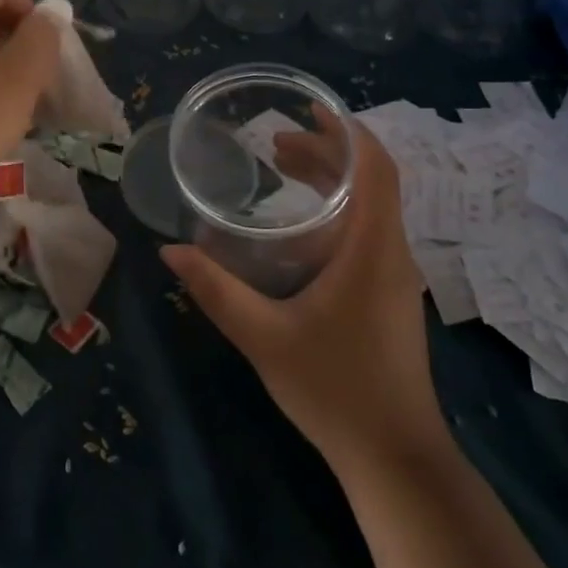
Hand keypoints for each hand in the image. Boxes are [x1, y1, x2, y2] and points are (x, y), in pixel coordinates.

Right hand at [163, 112, 449, 477]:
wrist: (395, 458)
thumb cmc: (334, 389)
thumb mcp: (263, 336)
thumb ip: (216, 290)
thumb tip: (171, 251)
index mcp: (372, 249)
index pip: (377, 168)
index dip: (347, 131)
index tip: (310, 108)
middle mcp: (392, 252)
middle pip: (371, 180)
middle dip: (326, 151)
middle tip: (276, 141)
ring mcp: (396, 276)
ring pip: (370, 206)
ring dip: (332, 180)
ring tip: (283, 169)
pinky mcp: (391, 295)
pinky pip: (368, 231)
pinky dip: (337, 210)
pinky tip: (300, 229)